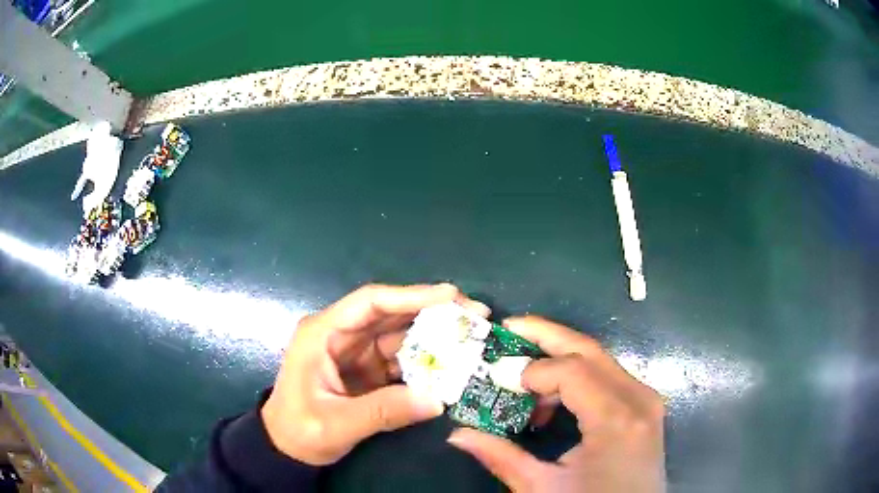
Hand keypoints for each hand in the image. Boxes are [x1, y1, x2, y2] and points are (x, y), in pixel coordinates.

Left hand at [261, 283, 489, 464]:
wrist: (287, 448)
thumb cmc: (300, 430)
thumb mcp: (337, 423)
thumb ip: (384, 411)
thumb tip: (438, 399)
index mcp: (323, 333)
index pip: (370, 303)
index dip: (411, 296)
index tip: (452, 296)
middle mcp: (341, 335)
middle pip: (391, 313)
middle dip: (433, 312)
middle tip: (476, 315)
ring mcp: (355, 352)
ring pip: (400, 335)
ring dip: (434, 337)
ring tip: (471, 339)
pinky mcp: (367, 370)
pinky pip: (401, 359)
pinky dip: (426, 361)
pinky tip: (451, 366)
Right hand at [448, 316, 665, 491]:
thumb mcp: (543, 488)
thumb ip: (502, 457)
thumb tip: (458, 434)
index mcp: (617, 419)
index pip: (572, 370)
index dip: (532, 369)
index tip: (500, 380)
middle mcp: (638, 398)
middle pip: (589, 350)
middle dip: (546, 335)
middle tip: (508, 329)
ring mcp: (646, 399)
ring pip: (599, 360)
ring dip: (560, 361)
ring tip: (524, 382)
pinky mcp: (644, 406)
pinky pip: (608, 377)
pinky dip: (578, 379)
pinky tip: (554, 403)